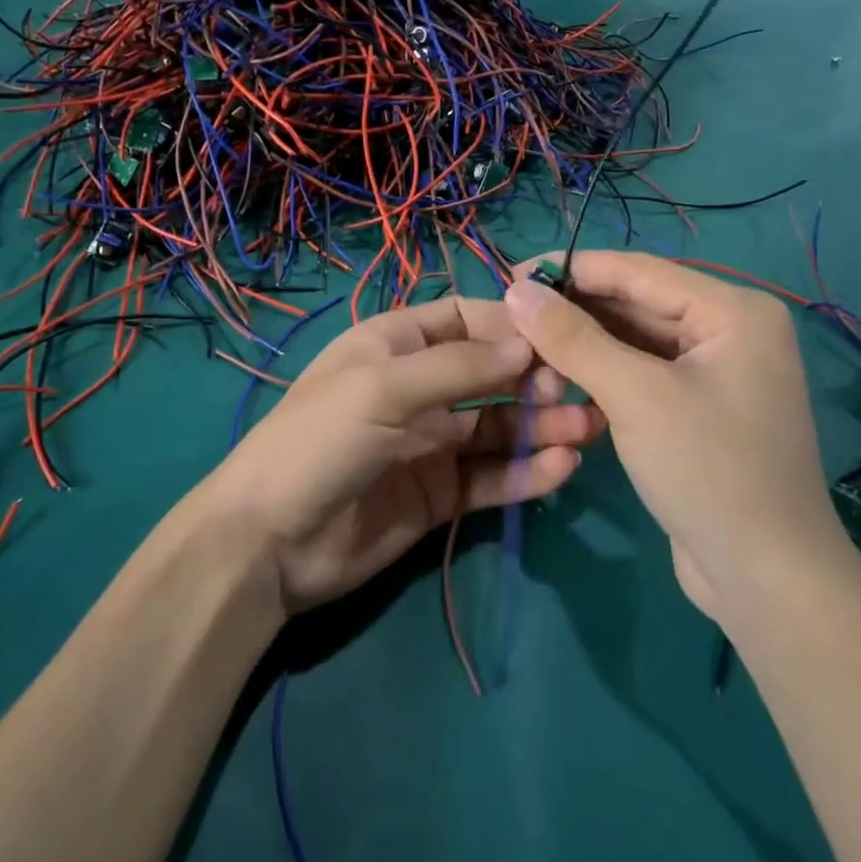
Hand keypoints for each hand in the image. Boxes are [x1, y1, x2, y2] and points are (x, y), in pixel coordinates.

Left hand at [201, 298, 605, 613]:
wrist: (270, 542)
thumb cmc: (319, 442)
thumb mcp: (382, 389)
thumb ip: (458, 368)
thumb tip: (528, 343)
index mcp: (393, 345)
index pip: (462, 319)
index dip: (507, 325)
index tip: (556, 338)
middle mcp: (417, 388)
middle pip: (489, 373)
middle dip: (533, 378)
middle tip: (577, 391)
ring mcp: (430, 443)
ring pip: (498, 428)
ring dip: (541, 426)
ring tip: (589, 429)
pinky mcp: (439, 494)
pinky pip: (491, 477)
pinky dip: (526, 472)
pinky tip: (562, 468)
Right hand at [503, 251, 848, 625]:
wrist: (766, 579)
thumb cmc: (708, 471)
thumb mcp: (635, 396)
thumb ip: (573, 338)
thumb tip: (517, 289)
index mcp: (732, 311)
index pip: (636, 271)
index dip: (570, 269)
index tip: (509, 275)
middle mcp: (729, 330)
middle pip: (636, 304)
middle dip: (574, 311)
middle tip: (510, 318)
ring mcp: (716, 371)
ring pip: (635, 341)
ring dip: (583, 344)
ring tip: (525, 349)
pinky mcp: (699, 407)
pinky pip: (642, 373)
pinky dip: (602, 374)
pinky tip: (561, 379)